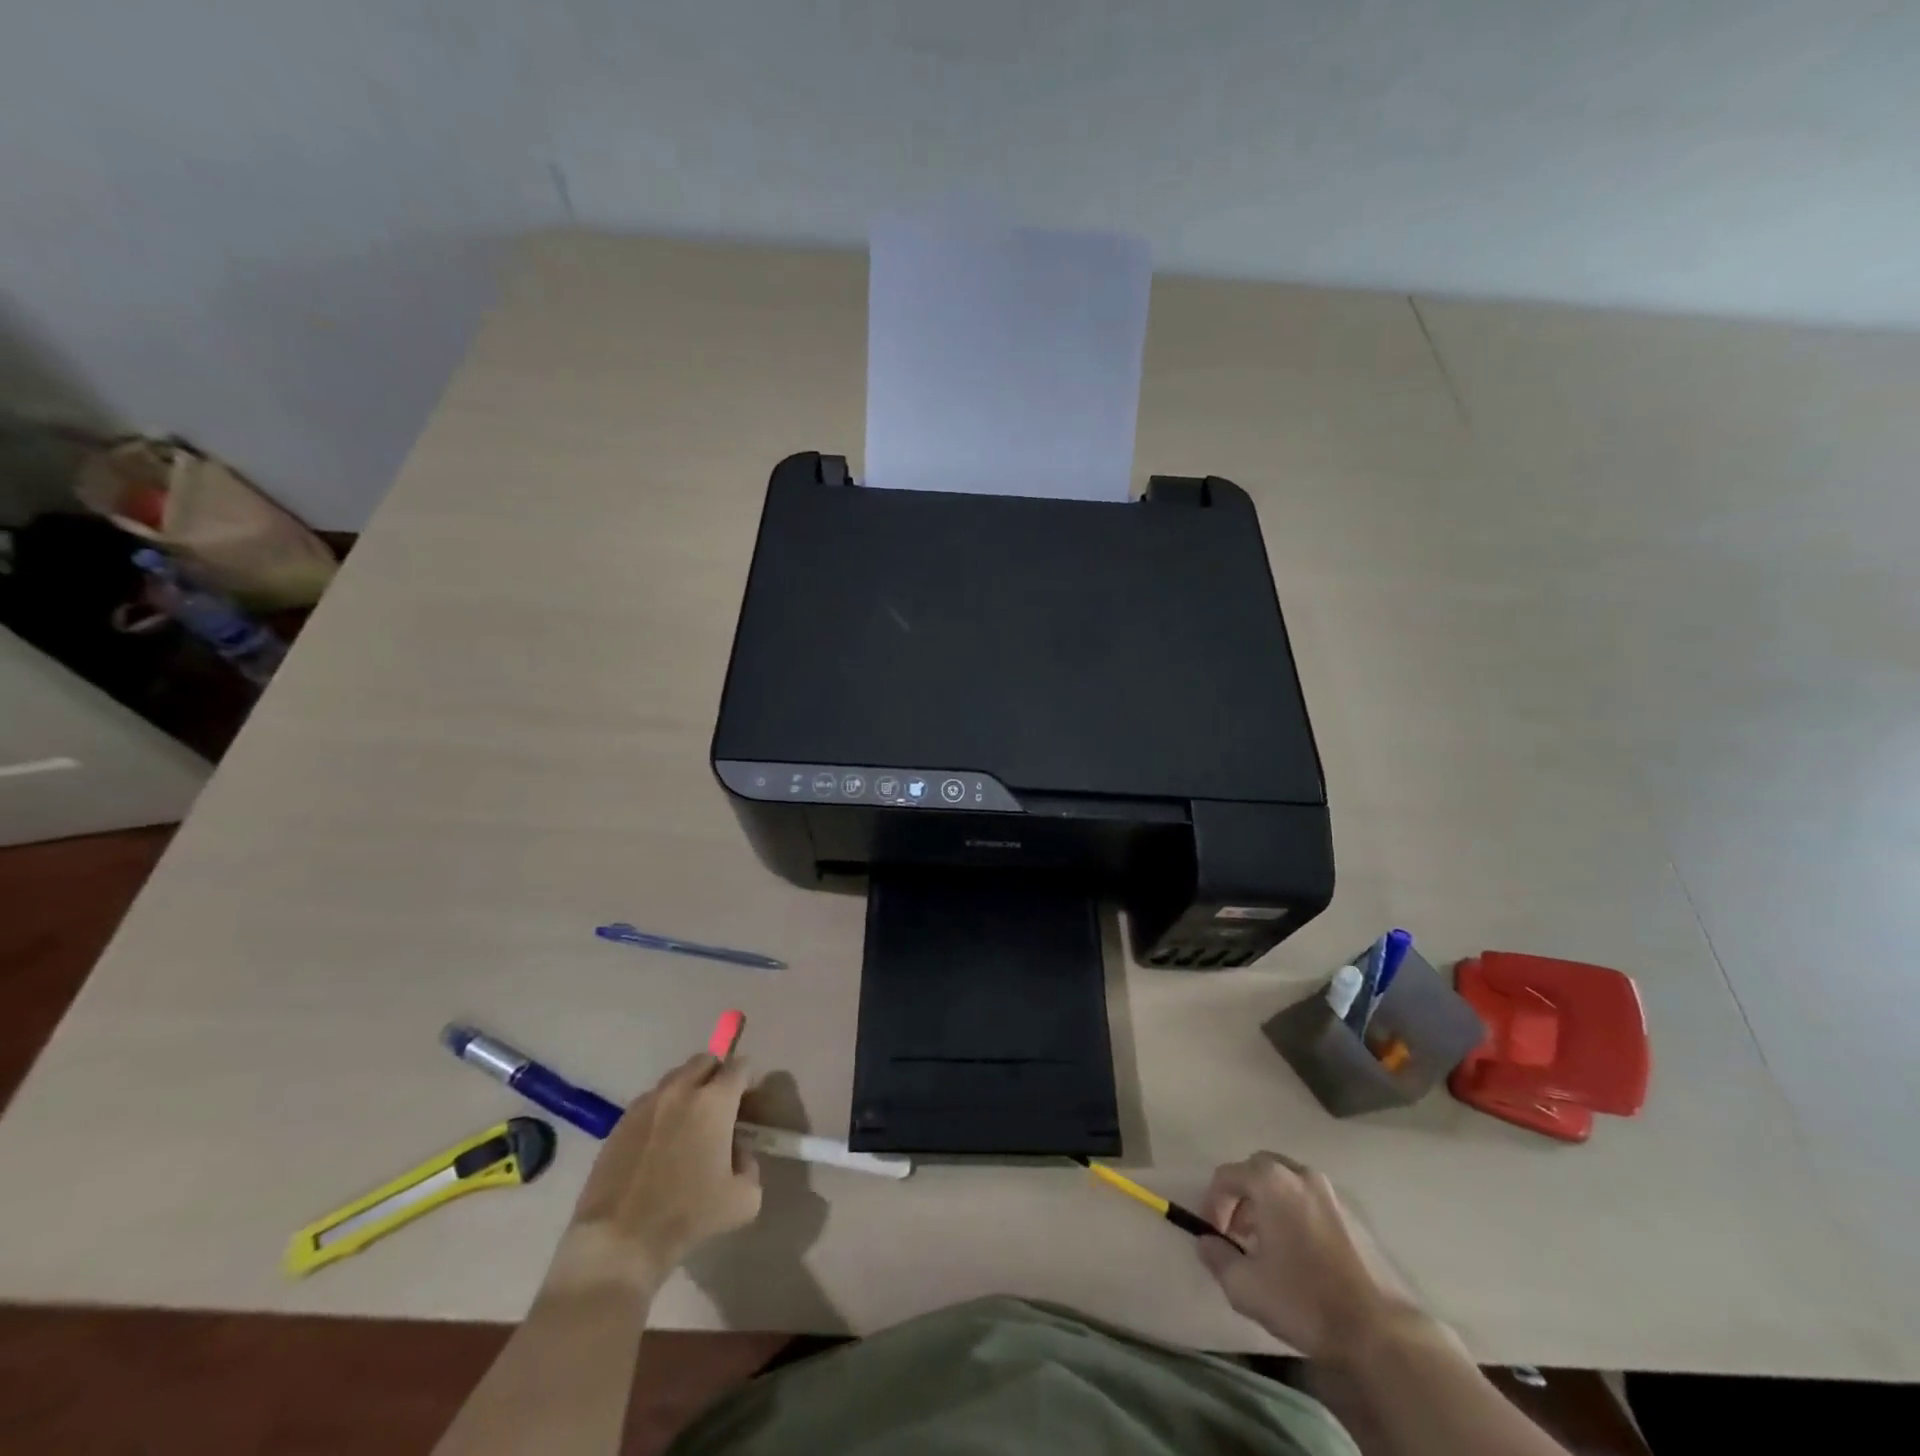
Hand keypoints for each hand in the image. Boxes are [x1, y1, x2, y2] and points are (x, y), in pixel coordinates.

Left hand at [559, 1054, 761, 1284]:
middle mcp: (681, 1090)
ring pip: (675, 1078)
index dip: (749, 1080)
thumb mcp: (743, 1200)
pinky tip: (660, 1142)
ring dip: (688, 1090)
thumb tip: (739, 1154)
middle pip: (705, 1061)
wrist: (619, 1242)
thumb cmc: (687, 1216)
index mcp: (715, 1101)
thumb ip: (750, 1167)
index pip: (741, 1066)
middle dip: (718, 1075)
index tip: (749, 1101)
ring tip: (688, 1124)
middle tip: (721, 1107)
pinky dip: (662, 1110)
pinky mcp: (621, 1122)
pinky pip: (650, 1101)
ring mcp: (647, 1103)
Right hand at [1196, 1151, 1409, 1358]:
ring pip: (1287, 1185)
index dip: (1212, 1203)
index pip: (1226, 1176)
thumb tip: (1206, 1242)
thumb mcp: (1245, 1286)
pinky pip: (1312, 1202)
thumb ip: (1216, 1257)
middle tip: (1238, 1234)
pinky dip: (1297, 1215)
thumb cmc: (1305, 1300)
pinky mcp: (1354, 1216)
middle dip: (1242, 1198)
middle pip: (1258, 1171)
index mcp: (1271, 1181)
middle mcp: (1300, 1174)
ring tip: (1268, 1247)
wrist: (1382, 1332)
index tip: (1213, 1235)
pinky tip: (1301, 1255)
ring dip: (1270, 1205)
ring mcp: (1331, 1193)